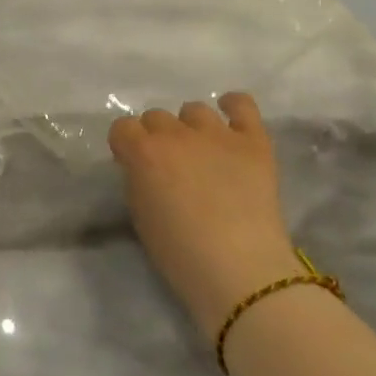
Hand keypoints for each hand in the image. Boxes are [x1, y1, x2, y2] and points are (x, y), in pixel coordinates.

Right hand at [109, 93, 301, 336]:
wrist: (239, 270)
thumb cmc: (180, 254)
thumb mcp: (140, 215)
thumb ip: (138, 179)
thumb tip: (145, 167)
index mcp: (142, 152)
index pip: (122, 128)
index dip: (126, 147)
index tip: (134, 166)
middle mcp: (176, 133)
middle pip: (156, 117)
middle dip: (157, 138)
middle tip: (170, 167)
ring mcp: (217, 133)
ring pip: (194, 110)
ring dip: (191, 128)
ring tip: (201, 153)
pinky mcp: (253, 141)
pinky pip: (242, 104)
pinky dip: (233, 107)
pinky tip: (230, 119)